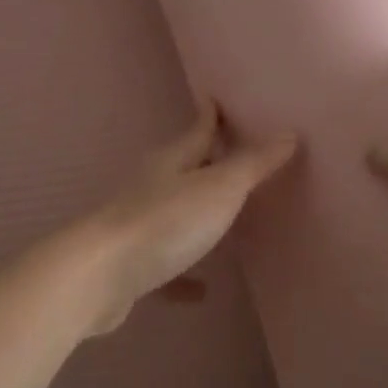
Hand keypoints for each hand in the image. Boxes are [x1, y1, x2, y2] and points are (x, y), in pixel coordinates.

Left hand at [70, 103, 297, 334]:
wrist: (99, 276)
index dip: (212, 114)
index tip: (217, 98)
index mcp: (173, 160)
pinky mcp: (134, 264)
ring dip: (198, 215)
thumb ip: (253, 164)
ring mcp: (140, 225)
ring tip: (227, 220)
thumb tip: (288, 133)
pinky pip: (167, 264)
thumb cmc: (165, 222)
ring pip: (176, 213)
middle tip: (237, 157)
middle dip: (209, 162)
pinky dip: (185, 273)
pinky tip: (202, 289)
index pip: (199, 129)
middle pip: (186, 168)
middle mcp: (153, 186)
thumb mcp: (219, 189)